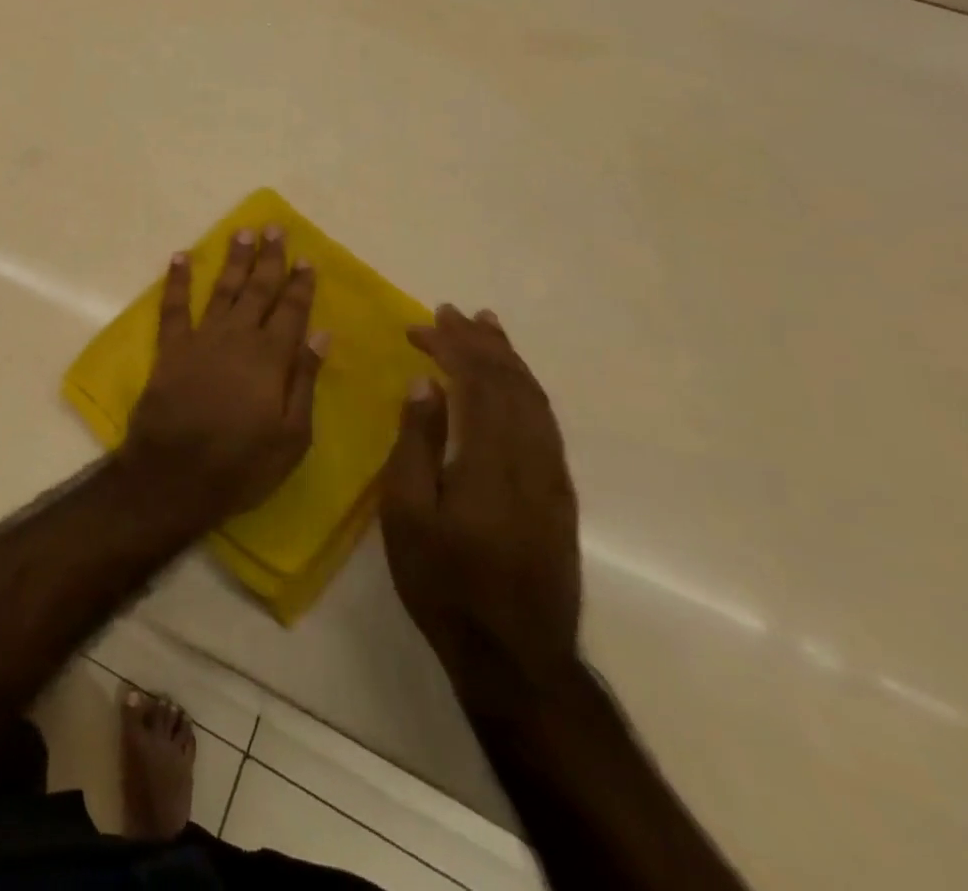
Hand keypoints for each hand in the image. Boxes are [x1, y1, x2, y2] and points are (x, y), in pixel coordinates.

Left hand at [121, 226, 325, 526]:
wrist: (174, 475)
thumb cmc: (242, 464)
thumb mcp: (292, 435)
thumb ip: (304, 380)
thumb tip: (321, 334)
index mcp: (271, 359)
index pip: (291, 311)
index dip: (300, 284)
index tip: (306, 258)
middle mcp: (237, 338)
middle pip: (257, 291)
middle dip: (268, 259)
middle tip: (274, 229)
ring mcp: (201, 340)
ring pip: (222, 290)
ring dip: (232, 260)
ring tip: (241, 232)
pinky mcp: (170, 349)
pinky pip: (173, 307)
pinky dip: (177, 281)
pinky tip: (181, 257)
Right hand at [381, 305, 581, 714]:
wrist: (516, 655)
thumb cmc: (444, 582)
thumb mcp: (407, 513)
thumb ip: (417, 442)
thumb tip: (426, 384)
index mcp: (489, 458)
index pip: (476, 381)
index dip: (451, 345)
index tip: (422, 323)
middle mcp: (530, 457)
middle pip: (511, 382)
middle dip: (480, 341)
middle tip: (451, 312)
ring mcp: (552, 476)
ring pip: (535, 399)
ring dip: (508, 358)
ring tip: (486, 328)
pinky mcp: (560, 494)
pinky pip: (545, 422)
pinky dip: (526, 389)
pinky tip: (511, 384)